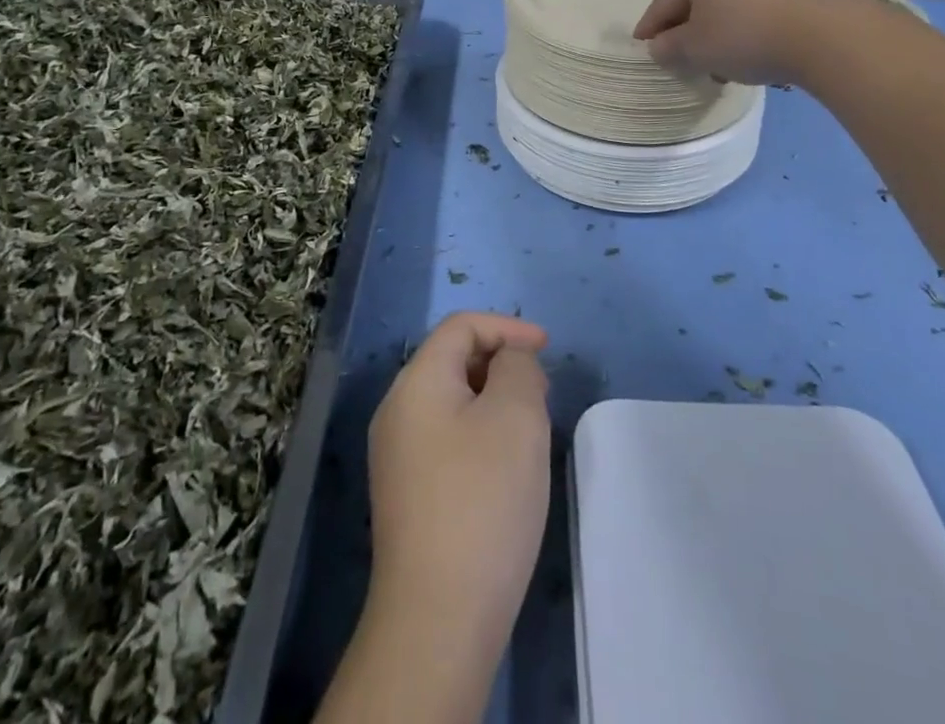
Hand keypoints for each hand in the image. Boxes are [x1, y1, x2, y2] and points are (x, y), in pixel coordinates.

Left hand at [365, 311, 551, 659]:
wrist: (438, 618)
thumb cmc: (482, 500)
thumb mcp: (516, 415)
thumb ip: (518, 367)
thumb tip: (509, 362)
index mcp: (416, 382)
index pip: (460, 326)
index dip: (507, 327)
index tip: (547, 349)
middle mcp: (397, 410)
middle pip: (452, 360)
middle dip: (501, 363)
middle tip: (542, 391)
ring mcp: (397, 456)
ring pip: (452, 401)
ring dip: (493, 399)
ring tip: (530, 426)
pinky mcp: (407, 495)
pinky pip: (447, 438)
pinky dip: (480, 433)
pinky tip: (506, 467)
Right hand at [633, 0, 830, 85]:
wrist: (825, 34)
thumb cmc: (746, 36)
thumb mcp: (696, 49)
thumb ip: (669, 47)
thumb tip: (659, 46)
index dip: (651, 26)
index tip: (641, 44)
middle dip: (687, 27)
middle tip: (679, 55)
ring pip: (726, 1)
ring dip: (716, 29)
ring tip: (716, 60)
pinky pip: (752, 3)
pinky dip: (742, 25)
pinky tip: (747, 49)